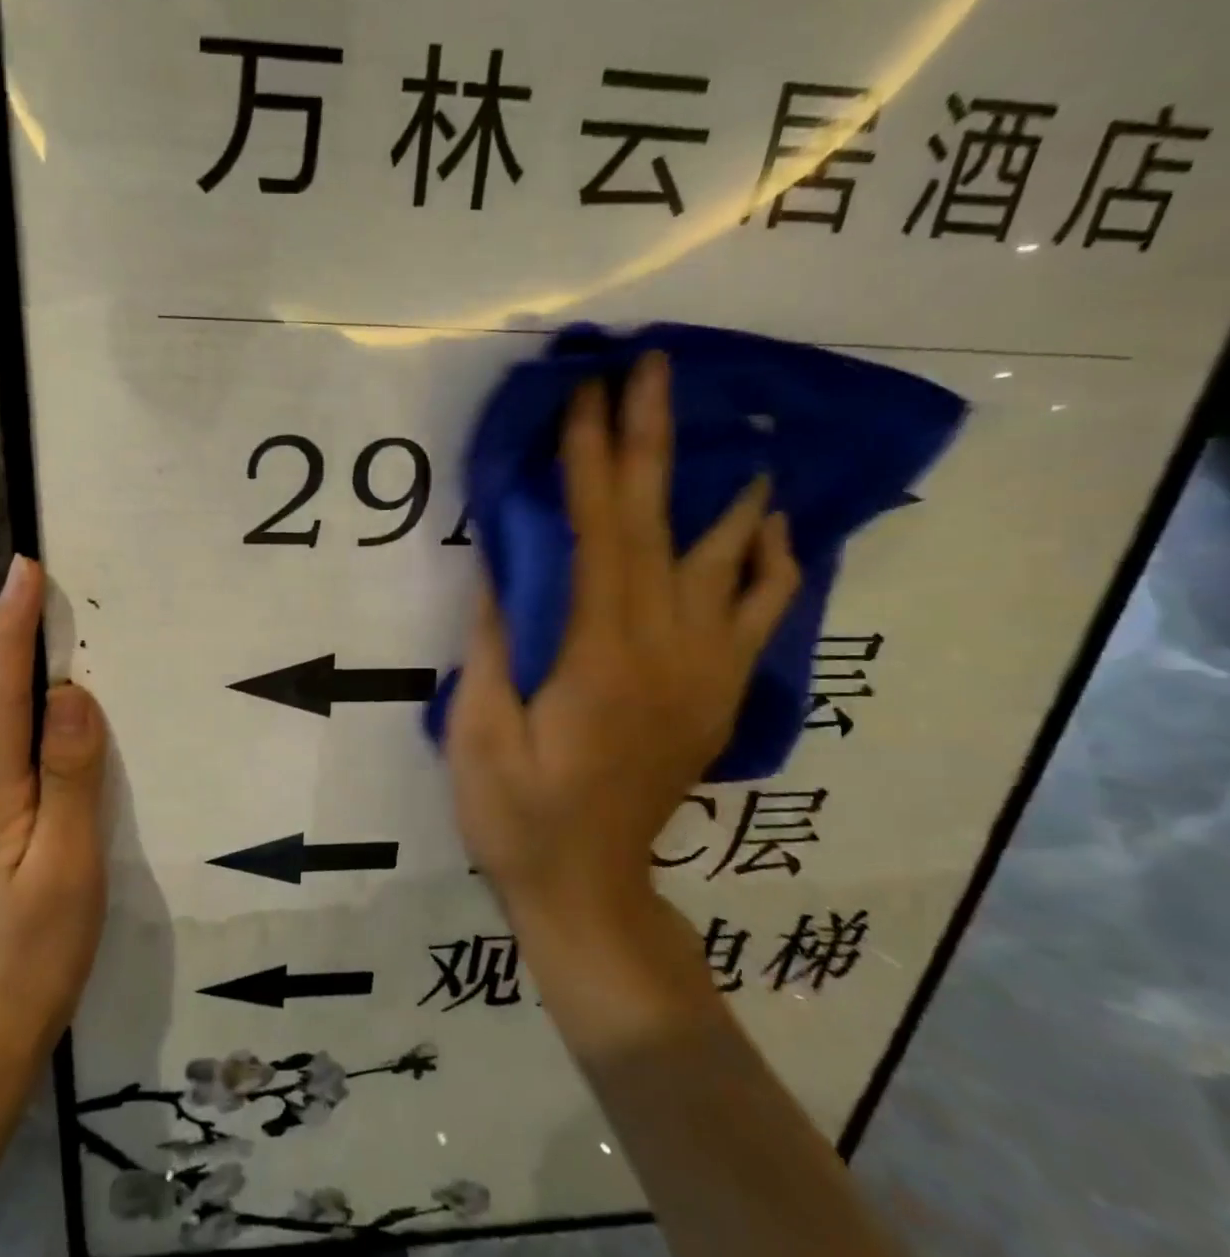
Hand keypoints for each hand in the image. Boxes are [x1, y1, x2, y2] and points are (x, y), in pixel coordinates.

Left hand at [0, 556, 107, 1063]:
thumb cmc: (37, 949)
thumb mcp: (70, 862)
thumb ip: (71, 775)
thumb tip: (70, 695)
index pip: (0, 692)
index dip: (12, 626)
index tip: (25, 567)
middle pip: (13, 712)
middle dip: (49, 669)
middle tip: (98, 636)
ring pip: (24, 745)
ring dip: (58, 721)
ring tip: (109, 715)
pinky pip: (27, 769)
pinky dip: (55, 756)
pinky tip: (85, 776)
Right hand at [446, 352, 798, 1012]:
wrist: (588, 889)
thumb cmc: (516, 813)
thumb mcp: (480, 731)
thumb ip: (497, 642)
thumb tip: (501, 564)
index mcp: (599, 656)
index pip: (597, 533)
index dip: (588, 458)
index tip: (582, 393)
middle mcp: (664, 650)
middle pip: (664, 527)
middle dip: (654, 440)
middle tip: (653, 367)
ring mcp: (702, 672)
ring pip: (731, 562)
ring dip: (727, 490)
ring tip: (736, 433)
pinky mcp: (714, 694)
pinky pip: (761, 616)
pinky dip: (773, 563)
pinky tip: (775, 529)